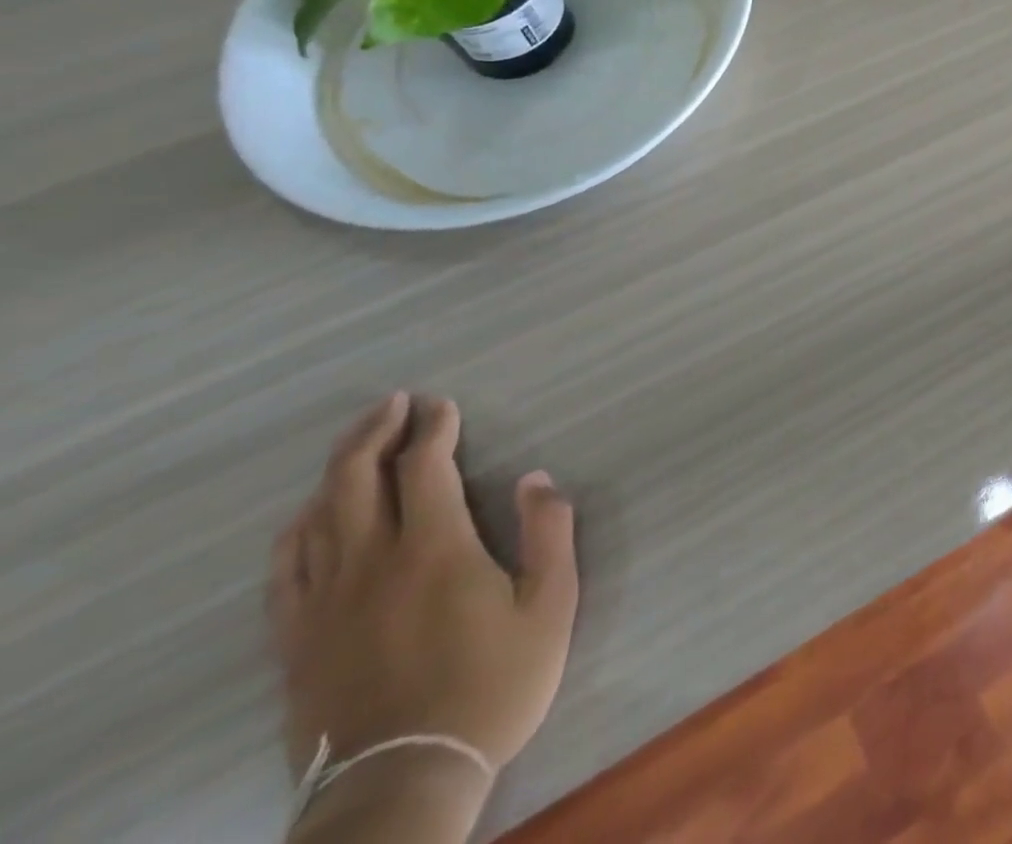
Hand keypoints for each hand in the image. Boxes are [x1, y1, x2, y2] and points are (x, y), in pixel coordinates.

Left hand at [270, 395, 578, 793]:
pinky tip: (307, 519)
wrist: (402, 787)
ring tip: (356, 445)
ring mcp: (324, 603)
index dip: (434, 428)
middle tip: (394, 403)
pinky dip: (296, 530)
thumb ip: (549, 533)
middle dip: (375, 431)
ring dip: (337, 469)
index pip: (425, 467)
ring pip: (316, 516)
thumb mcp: (550, 607)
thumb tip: (536, 478)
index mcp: (434, 549)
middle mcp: (371, 562)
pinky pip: (284, 571)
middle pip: (357, 478)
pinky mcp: (296, 642)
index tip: (442, 405)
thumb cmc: (490, 688)